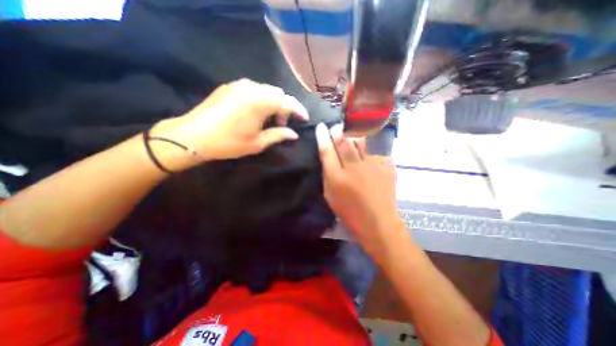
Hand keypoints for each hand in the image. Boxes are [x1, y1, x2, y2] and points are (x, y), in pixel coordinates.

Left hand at [151, 79, 309, 170]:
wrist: (193, 136)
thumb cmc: (229, 143)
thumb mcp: (257, 143)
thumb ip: (278, 135)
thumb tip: (294, 134)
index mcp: (260, 102)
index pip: (287, 102)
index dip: (299, 110)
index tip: (304, 119)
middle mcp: (252, 88)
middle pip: (278, 93)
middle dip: (285, 107)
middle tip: (282, 124)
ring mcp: (239, 85)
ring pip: (266, 90)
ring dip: (273, 103)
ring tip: (269, 120)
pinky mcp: (230, 86)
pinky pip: (254, 90)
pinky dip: (262, 99)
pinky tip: (257, 113)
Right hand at [318, 124, 404, 256]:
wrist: (378, 222)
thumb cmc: (349, 212)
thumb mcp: (330, 196)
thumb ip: (328, 175)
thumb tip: (329, 157)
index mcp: (337, 177)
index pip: (327, 150)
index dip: (322, 136)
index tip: (321, 127)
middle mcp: (354, 167)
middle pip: (344, 141)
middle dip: (338, 130)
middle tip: (336, 126)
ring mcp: (372, 165)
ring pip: (361, 141)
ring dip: (353, 133)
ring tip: (351, 131)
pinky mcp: (386, 166)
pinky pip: (375, 151)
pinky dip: (370, 149)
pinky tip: (369, 152)